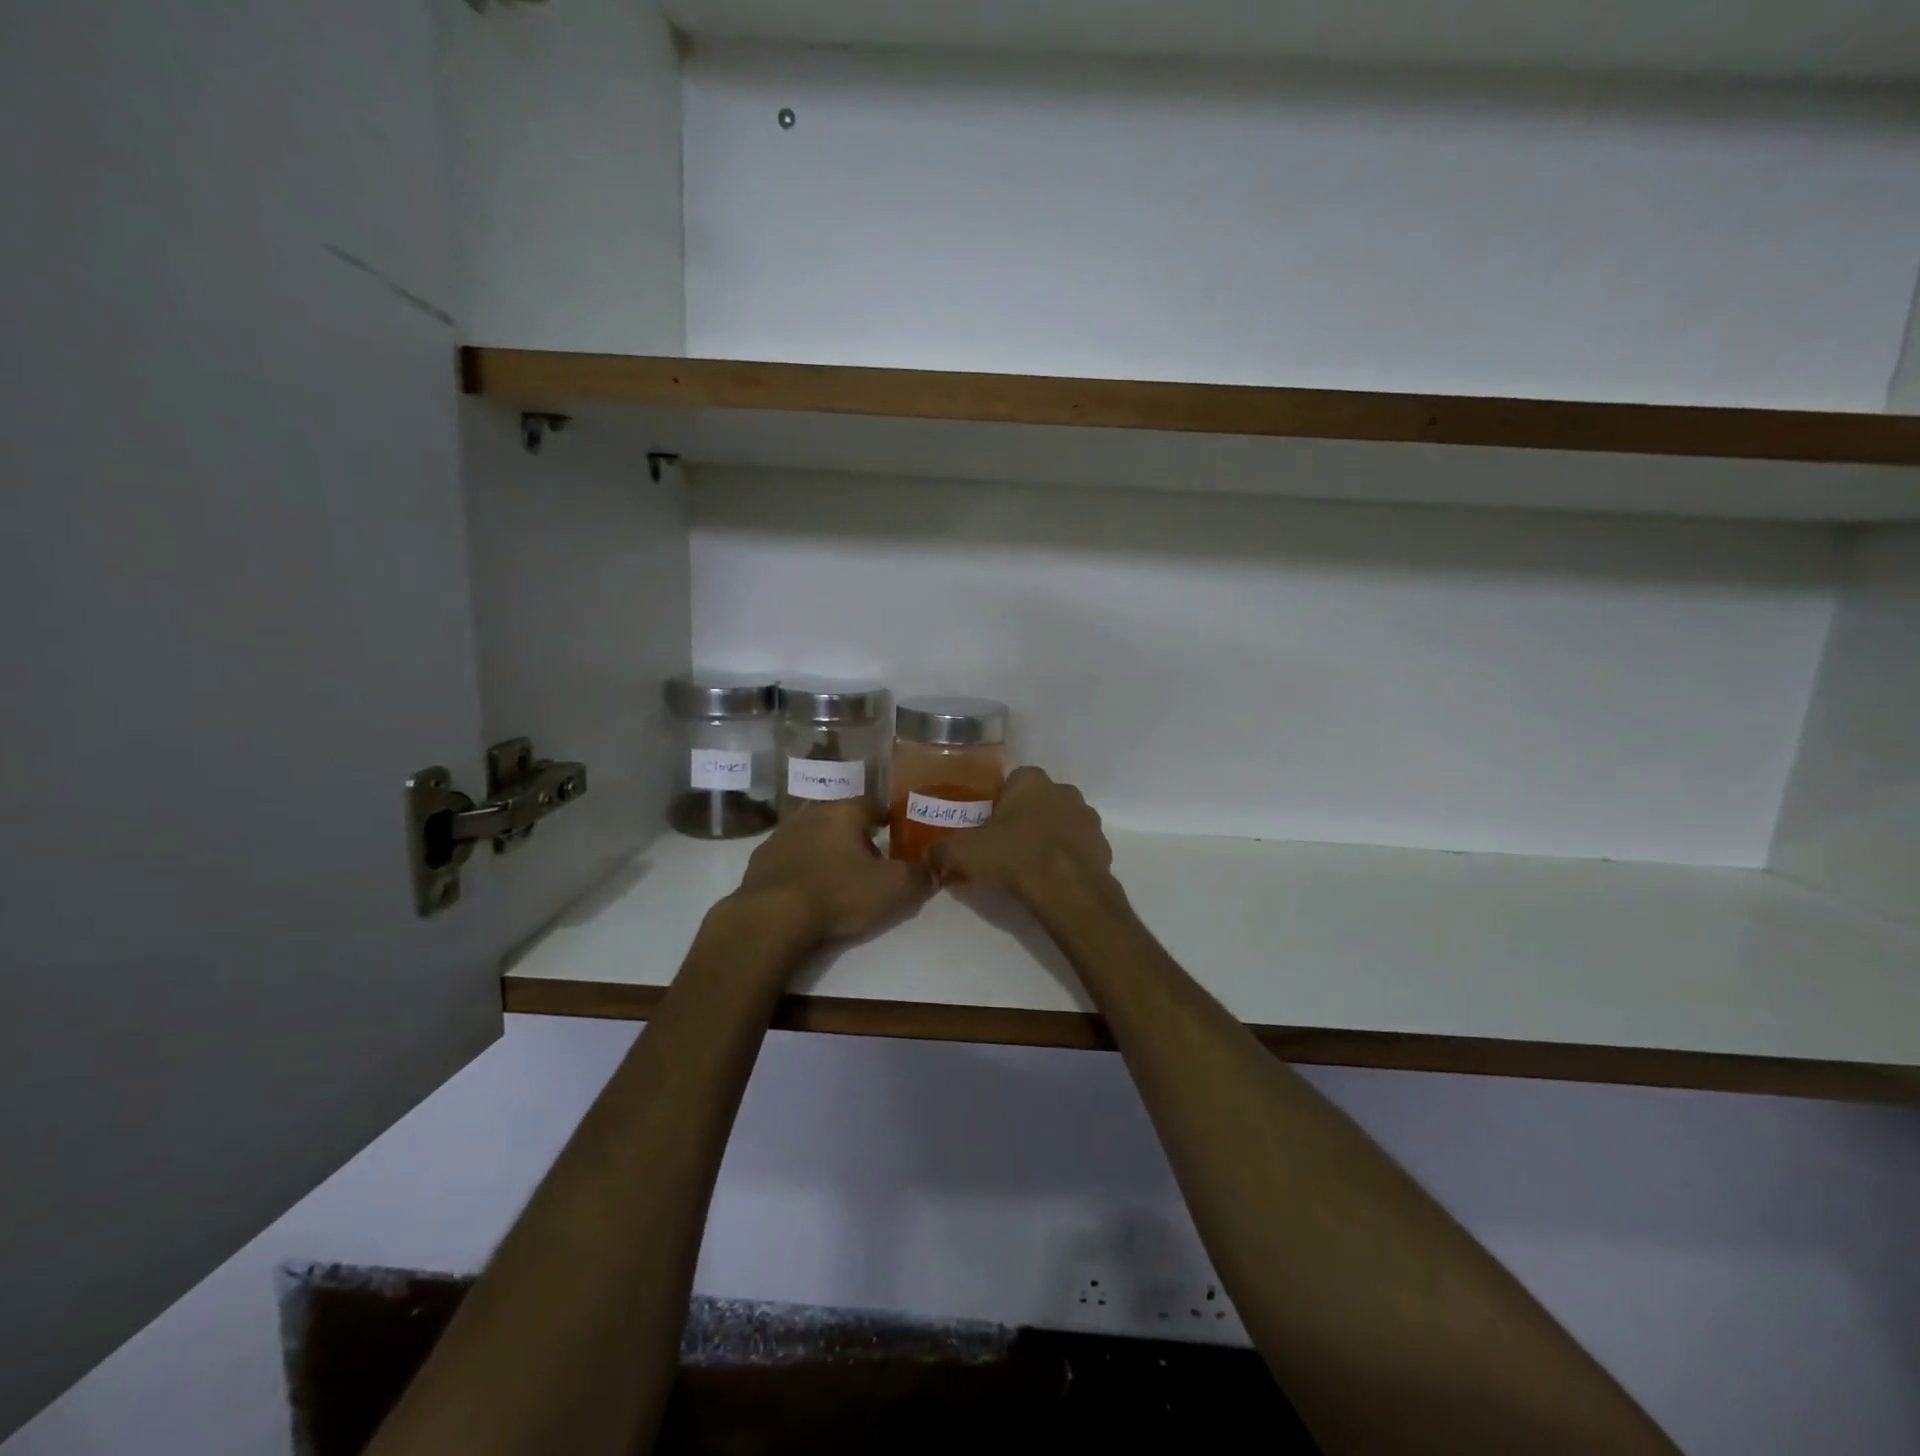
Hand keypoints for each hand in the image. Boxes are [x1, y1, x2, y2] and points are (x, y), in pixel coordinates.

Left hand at [730, 800, 932, 944]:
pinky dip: (801, 869)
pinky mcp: (759, 863)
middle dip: (855, 835)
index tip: (893, 829)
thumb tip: (934, 870)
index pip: (871, 803)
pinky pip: (788, 859)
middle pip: (840, 819)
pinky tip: (807, 891)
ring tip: (838, 876)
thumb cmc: (839, 893)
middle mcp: (811, 815)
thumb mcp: (894, 889)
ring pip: (812, 837)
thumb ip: (919, 877)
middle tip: (869, 859)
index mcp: (844, 813)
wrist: (772, 917)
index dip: (885, 816)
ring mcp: (780, 837)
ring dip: (825, 851)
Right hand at [926, 767, 1116, 906]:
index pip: (1010, 783)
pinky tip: (1050, 880)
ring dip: (1046, 838)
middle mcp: (1063, 790)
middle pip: (1036, 802)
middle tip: (1003, 849)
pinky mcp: (1102, 846)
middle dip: (1023, 820)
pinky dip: (1065, 860)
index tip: (985, 829)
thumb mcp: (963, 852)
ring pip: (1059, 824)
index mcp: (1031, 780)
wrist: (1067, 890)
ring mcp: (1087, 818)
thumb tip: (928, 857)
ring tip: (1028, 868)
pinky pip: (1077, 849)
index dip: (996, 806)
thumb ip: (941, 851)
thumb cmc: (1013, 857)